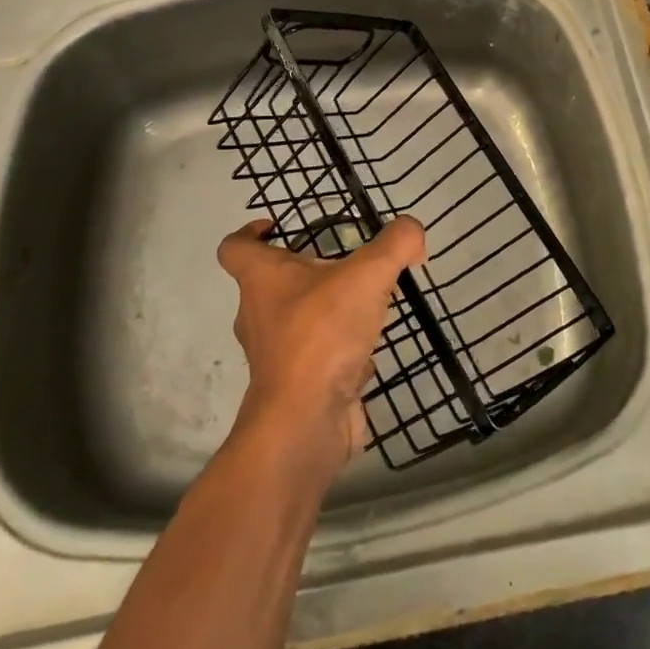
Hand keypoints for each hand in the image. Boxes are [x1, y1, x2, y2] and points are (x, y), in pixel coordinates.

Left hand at [216, 214, 426, 479]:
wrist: (305, 422)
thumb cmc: (322, 334)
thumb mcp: (368, 274)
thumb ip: (396, 244)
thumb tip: (413, 234)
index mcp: (261, 280)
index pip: (235, 248)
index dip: (249, 232)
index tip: (275, 226)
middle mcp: (258, 315)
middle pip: (269, 284)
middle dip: (302, 271)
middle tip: (342, 264)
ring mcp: (274, 355)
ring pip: (294, 321)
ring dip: (323, 311)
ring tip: (364, 303)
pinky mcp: (294, 387)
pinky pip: (314, 357)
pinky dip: (336, 350)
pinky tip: (367, 348)